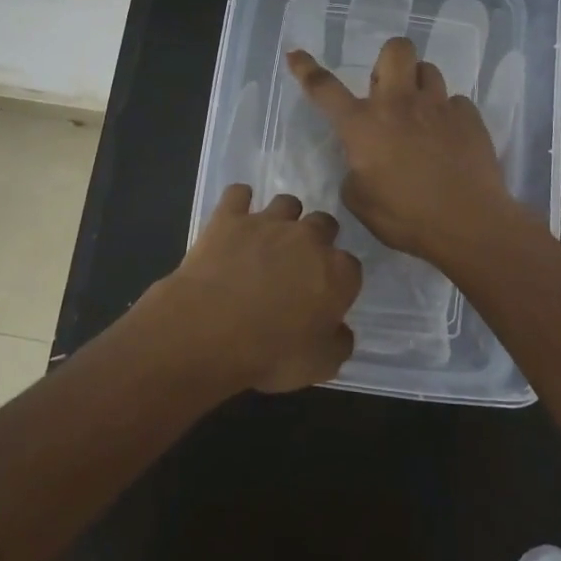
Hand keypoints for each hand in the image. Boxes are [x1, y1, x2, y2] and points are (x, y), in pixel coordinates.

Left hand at [160, 184, 361, 393]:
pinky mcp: (230, 217)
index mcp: (337, 272)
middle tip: (299, 264)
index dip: (339, 281)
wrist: (209, 329)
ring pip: (287, 203)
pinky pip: (239, 194)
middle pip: (324, 224)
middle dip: (317, 239)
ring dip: (284, 217)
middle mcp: (308, 238)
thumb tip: (340, 330)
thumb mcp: (319, 366)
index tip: (325, 297)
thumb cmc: (270, 354)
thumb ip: (338, 344)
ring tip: (270, 237)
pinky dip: (239, 201)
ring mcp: (268, 222)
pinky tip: (235, 214)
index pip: (351, 267)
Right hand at [287, 37, 518, 265]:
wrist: (468, 224)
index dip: (306, 69)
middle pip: (395, 50)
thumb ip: (354, 170)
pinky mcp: (469, 117)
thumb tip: (363, 160)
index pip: (325, 88)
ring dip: (419, 86)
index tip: (296, 54)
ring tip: (421, 115)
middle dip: (388, 61)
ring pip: (428, 70)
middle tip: (388, 91)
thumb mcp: (359, 200)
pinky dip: (448, 115)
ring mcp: (438, 106)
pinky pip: (455, 101)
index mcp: (363, 125)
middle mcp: (399, 103)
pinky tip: (449, 139)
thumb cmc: (405, 217)